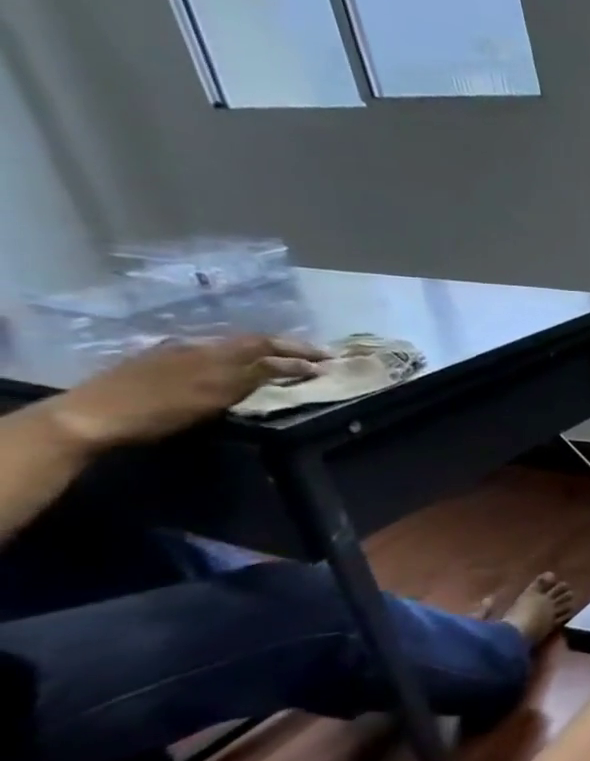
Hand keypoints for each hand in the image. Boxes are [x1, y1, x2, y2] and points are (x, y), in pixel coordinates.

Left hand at [45, 335, 325, 452]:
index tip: (329, 361)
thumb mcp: (214, 395)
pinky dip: (235, 359)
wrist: (89, 417)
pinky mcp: (158, 365)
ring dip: (261, 352)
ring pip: (230, 347)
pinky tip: (234, 368)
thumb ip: (252, 377)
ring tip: (281, 360)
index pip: (268, 346)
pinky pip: (210, 355)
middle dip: (286, 348)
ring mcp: (175, 354)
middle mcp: (199, 346)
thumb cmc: (157, 411)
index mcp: (215, 353)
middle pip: (251, 343)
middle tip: (315, 356)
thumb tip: (289, 365)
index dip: (300, 353)